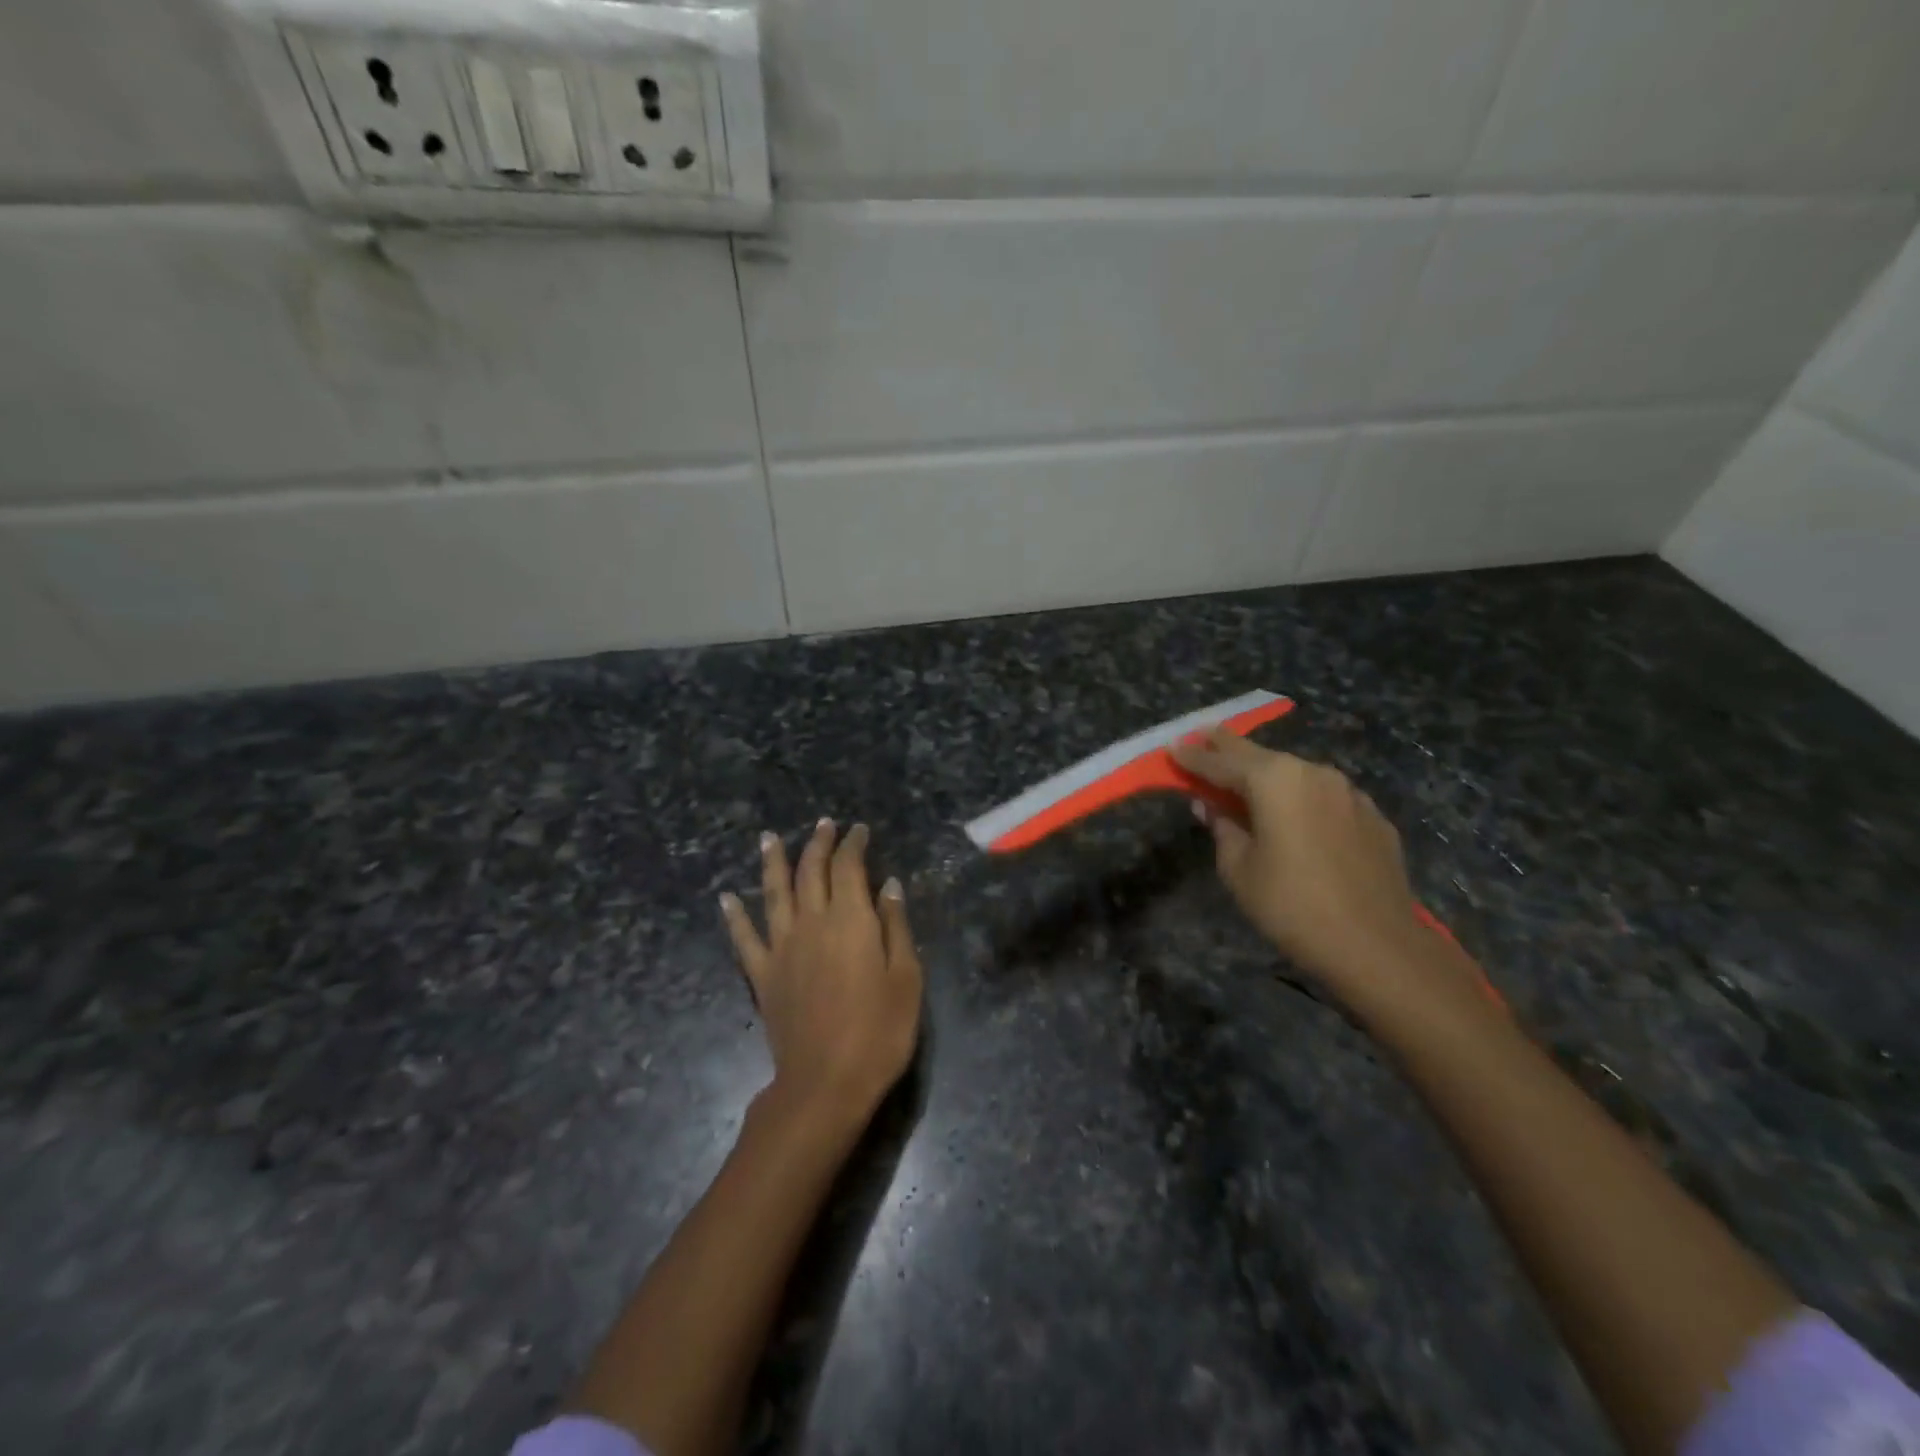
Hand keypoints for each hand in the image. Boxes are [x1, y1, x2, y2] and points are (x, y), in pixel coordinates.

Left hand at [719, 819, 922, 1122]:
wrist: (825, 1083)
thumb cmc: (879, 1031)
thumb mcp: (906, 977)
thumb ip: (895, 926)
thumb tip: (888, 885)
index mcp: (850, 919)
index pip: (849, 867)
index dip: (854, 844)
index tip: (859, 830)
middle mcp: (812, 922)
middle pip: (810, 872)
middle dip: (818, 844)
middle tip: (824, 824)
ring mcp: (782, 947)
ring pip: (774, 893)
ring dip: (772, 862)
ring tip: (768, 838)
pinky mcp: (762, 975)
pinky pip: (744, 938)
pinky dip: (734, 916)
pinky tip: (726, 898)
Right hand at [1172, 731, 1434, 1001]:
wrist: (1377, 946)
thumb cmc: (1291, 906)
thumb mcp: (1239, 869)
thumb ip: (1222, 828)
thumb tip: (1210, 806)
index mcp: (1274, 781)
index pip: (1221, 762)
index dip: (1192, 756)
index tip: (1172, 747)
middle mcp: (1312, 772)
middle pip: (1259, 755)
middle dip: (1227, 747)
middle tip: (1202, 736)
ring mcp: (1348, 792)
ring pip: (1295, 773)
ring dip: (1267, 773)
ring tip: (1245, 778)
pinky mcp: (1372, 816)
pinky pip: (1324, 797)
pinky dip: (1301, 798)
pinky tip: (1294, 813)